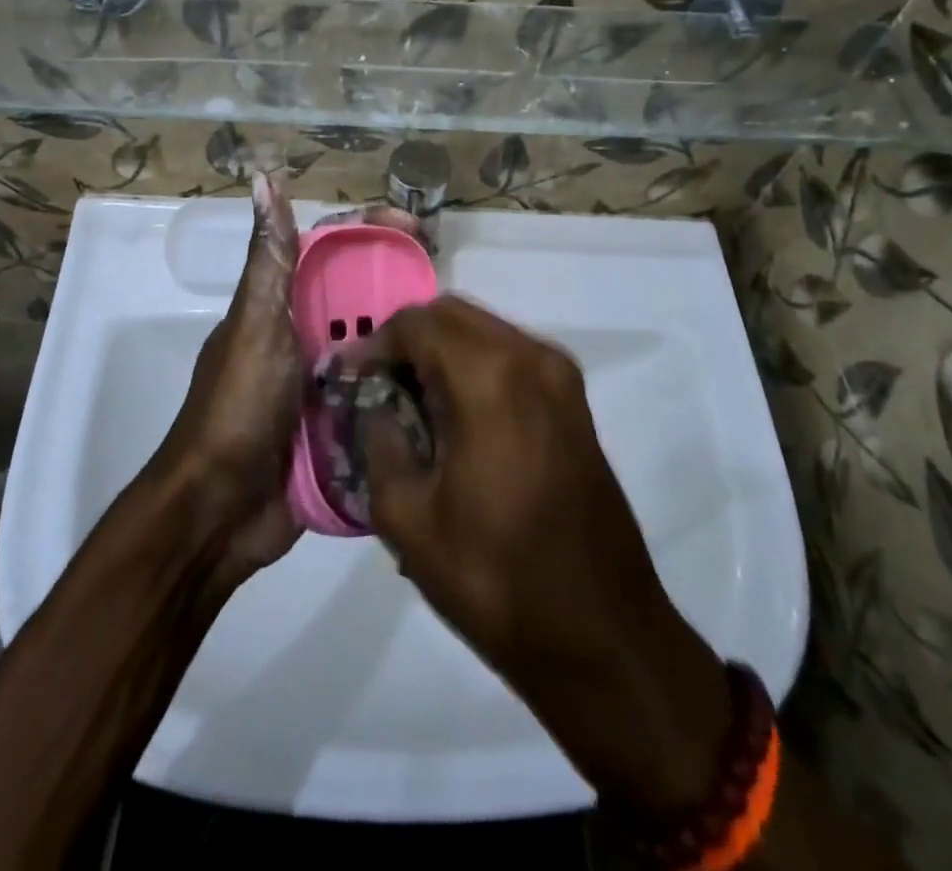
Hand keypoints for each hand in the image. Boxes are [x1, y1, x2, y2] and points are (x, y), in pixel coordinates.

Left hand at [152, 180, 429, 580]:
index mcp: (284, 304)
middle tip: (454, 288)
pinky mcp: (340, 424)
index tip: (418, 229)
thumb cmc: (238, 408)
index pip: (333, 248)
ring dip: (412, 336)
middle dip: (404, 282)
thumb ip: (268, 258)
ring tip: (462, 336)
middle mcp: (306, 335)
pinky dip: (406, 386)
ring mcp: (324, 381)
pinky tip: (447, 385)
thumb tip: (263, 177)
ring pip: (377, 343)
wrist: (219, 511)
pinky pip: (380, 394)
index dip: (373, 228)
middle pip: (362, 294)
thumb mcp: (255, 325)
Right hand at [360, 297, 729, 822]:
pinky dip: (474, 364)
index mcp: (489, 378)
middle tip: (375, 384)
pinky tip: (454, 413)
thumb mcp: (409, 520)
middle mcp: (531, 358)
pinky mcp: (575, 401)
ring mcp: (561, 377)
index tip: (347, 377)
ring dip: (441, 349)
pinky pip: (511, 355)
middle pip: (452, 314)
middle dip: (407, 338)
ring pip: (484, 330)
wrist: (604, 638)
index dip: (374, 343)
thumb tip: (375, 408)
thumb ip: (380, 444)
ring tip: (409, 399)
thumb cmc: (498, 581)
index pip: (416, 324)